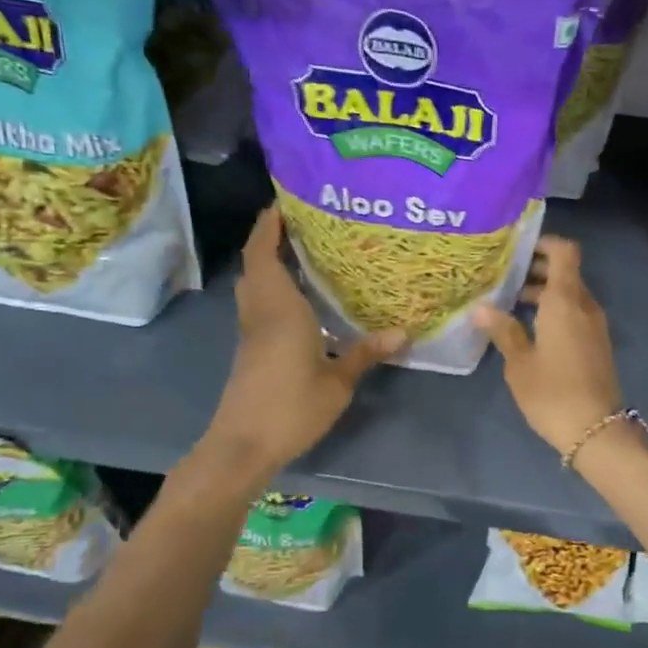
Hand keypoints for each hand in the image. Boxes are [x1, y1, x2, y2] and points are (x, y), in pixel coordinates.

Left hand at [203, 206, 402, 471]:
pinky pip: (260, 304)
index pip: (264, 254)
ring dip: (270, 263)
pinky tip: (302, 298)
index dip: (269, 225)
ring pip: (255, 284)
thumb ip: (366, 353)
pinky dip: (274, 289)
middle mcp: (261, 312)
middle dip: (272, 238)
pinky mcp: (251, 349)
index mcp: (279, 309)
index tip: (286, 202)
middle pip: (256, 264)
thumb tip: (403, 332)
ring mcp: (252, 332)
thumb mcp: (337, 382)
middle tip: (306, 224)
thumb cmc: (290, 407)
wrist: (243, 445)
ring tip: (306, 252)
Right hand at [473, 236, 621, 456]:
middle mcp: (585, 306)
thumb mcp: (519, 363)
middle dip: (536, 269)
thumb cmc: (552, 392)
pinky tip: (528, 328)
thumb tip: (481, 308)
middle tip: (502, 275)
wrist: (596, 431)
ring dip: (544, 293)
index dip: (544, 243)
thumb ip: (503, 330)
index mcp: (566, 301)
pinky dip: (554, 311)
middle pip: (565, 272)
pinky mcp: (596, 344)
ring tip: (508, 303)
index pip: (565, 252)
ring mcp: (594, 326)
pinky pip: (575, 314)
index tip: (517, 248)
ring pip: (570, 295)